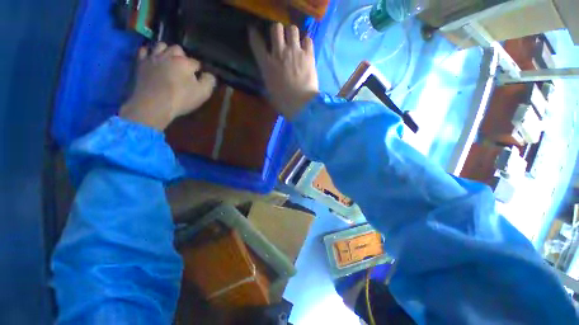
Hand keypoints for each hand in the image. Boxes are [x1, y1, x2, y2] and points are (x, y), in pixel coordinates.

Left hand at [120, 43, 215, 129]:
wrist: (154, 105)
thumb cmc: (181, 99)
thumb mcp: (203, 93)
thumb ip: (209, 81)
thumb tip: (210, 75)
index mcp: (185, 62)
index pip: (196, 63)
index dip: (199, 71)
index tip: (199, 79)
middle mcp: (169, 55)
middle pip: (178, 49)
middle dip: (182, 57)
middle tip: (184, 69)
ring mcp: (153, 58)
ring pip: (161, 46)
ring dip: (166, 51)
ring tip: (168, 61)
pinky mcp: (141, 63)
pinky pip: (144, 51)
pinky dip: (149, 53)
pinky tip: (153, 59)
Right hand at [249, 23, 318, 119]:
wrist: (301, 104)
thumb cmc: (283, 102)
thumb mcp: (270, 90)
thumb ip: (268, 76)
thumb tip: (270, 72)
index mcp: (267, 64)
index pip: (256, 42)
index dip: (254, 34)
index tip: (254, 31)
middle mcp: (279, 53)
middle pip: (276, 28)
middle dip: (277, 30)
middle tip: (281, 38)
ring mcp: (295, 52)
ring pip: (292, 29)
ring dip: (292, 33)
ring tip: (295, 41)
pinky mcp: (308, 55)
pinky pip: (308, 39)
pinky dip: (306, 42)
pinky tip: (305, 48)